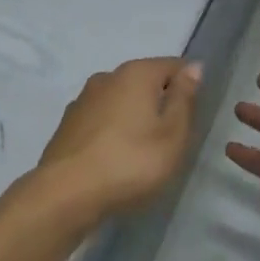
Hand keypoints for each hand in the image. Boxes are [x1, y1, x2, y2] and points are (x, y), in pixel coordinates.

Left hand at [39, 57, 202, 221]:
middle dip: (160, 103)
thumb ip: (184, 98)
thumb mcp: (172, 135)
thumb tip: (194, 67)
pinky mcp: (67, 124)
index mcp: (136, 73)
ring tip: (142, 153)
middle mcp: (108, 76)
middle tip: (170, 140)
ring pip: (121, 100)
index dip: (189, 87)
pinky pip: (101, 119)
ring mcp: (83, 99)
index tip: (193, 117)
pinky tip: (114, 158)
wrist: (65, 194)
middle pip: (146, 82)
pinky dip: (112, 131)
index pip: (174, 66)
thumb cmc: (130, 163)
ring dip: (134, 117)